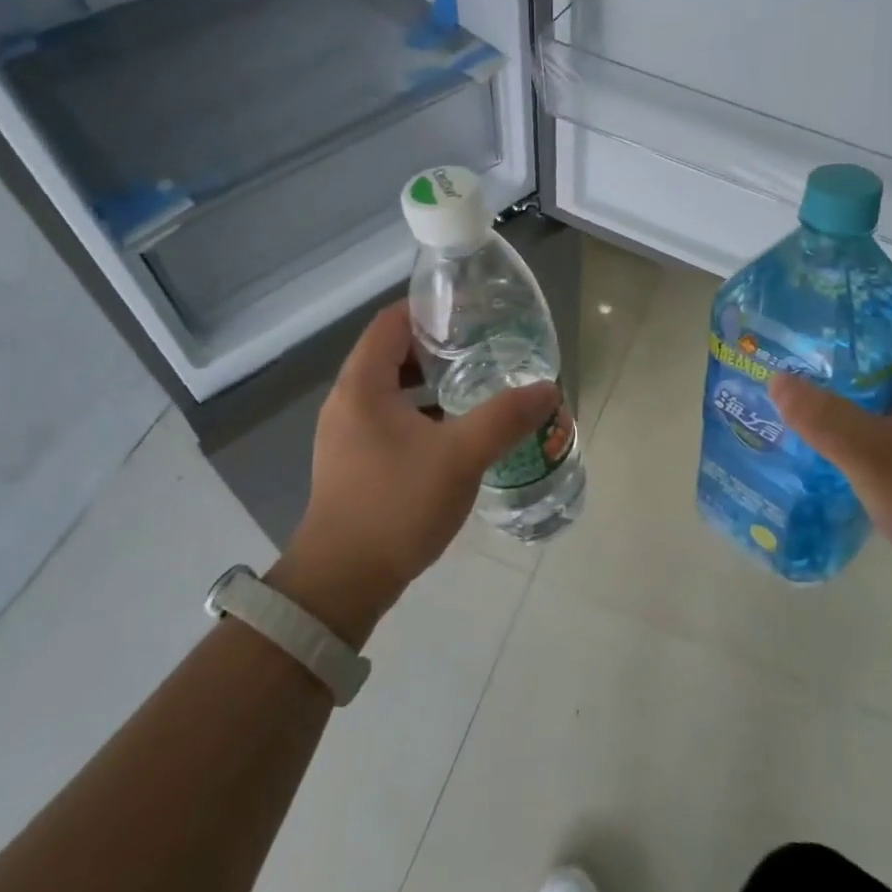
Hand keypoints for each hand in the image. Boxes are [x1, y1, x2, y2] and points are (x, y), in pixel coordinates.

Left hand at [268, 301, 559, 646]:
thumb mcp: (459, 457)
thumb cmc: (395, 506)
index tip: (472, 312)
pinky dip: (421, 413)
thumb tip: (548, 388)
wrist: (343, 582)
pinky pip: (390, 418)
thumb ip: (505, 418)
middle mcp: (347, 401)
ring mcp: (347, 434)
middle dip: (437, 346)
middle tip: (483, 348)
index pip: (392, 322)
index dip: (430, 309)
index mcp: (362, 385)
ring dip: (430, 382)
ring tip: (476, 384)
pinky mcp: (354, 461)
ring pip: (391, 389)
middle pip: (392, 353)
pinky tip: (455, 431)